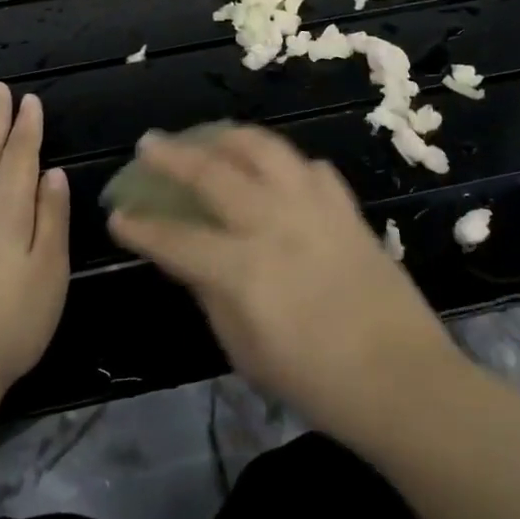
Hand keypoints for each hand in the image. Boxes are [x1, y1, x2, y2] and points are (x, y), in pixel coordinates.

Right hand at [107, 125, 458, 443]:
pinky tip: (276, 170)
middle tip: (149, 144)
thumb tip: (191, 260)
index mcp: (242, 269)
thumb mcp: (246, 352)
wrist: (402, 378)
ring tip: (210, 136)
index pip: (176, 238)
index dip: (140, 226)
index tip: (117, 214)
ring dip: (228, 138)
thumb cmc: (316, 381)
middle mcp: (273, 223)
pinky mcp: (345, 207)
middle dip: (172, 156)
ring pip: (264, 149)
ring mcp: (313, 207)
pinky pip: (309, 168)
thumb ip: (212, 297)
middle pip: (212, 173)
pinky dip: (285, 163)